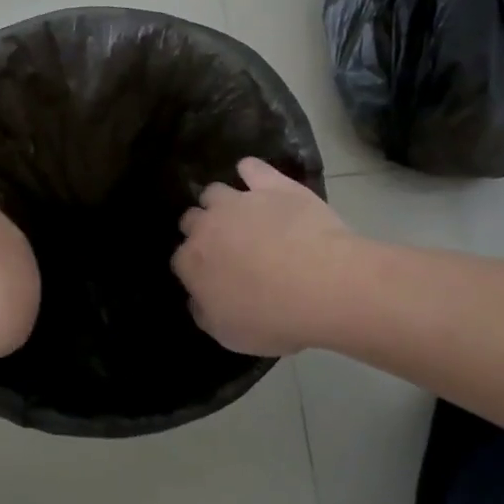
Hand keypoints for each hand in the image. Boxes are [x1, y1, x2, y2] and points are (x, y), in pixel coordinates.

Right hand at [172, 158, 358, 355]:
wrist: (323, 284)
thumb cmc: (274, 317)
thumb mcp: (229, 335)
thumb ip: (204, 313)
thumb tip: (196, 299)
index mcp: (191, 262)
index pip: (180, 260)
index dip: (195, 268)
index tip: (212, 278)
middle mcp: (206, 225)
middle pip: (191, 220)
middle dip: (203, 231)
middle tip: (228, 248)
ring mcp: (238, 201)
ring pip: (214, 192)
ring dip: (221, 202)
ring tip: (243, 216)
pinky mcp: (271, 185)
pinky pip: (251, 168)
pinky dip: (251, 172)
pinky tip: (257, 179)